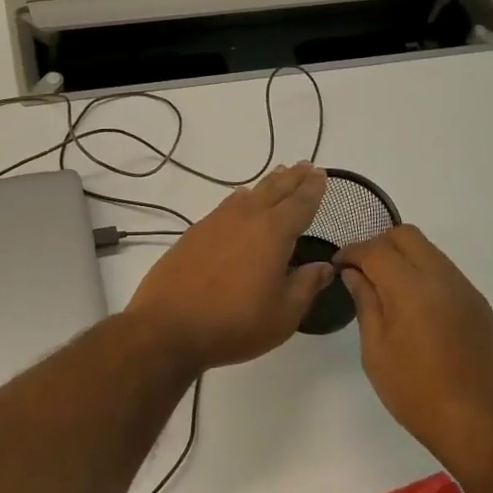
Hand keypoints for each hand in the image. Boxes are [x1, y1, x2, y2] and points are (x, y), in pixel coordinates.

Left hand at [126, 163, 333, 371]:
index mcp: (273, 233)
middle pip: (274, 190)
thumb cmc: (234, 323)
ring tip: (278, 174)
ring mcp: (216, 222)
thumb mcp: (282, 314)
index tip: (321, 174)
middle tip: (305, 165)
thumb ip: (306, 286)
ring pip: (249, 194)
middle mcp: (246, 218)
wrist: (168, 326)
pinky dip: (241, 198)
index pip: (300, 204)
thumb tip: (324, 266)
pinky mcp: (195, 233)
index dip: (313, 189)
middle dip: (292, 178)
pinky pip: (226, 205)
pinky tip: (240, 200)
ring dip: (267, 184)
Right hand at [336, 226, 492, 475]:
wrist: (483, 428)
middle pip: (407, 236)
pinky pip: (446, 272)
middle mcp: (443, 278)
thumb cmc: (418, 394)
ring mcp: (466, 290)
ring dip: (403, 257)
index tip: (338, 266)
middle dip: (378, 244)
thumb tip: (354, 273)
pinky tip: (413, 307)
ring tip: (385, 289)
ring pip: (429, 251)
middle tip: (361, 271)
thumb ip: (365, 304)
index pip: (375, 250)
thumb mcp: (377, 352)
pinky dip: (423, 274)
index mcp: (412, 289)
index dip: (351, 252)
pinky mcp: (480, 306)